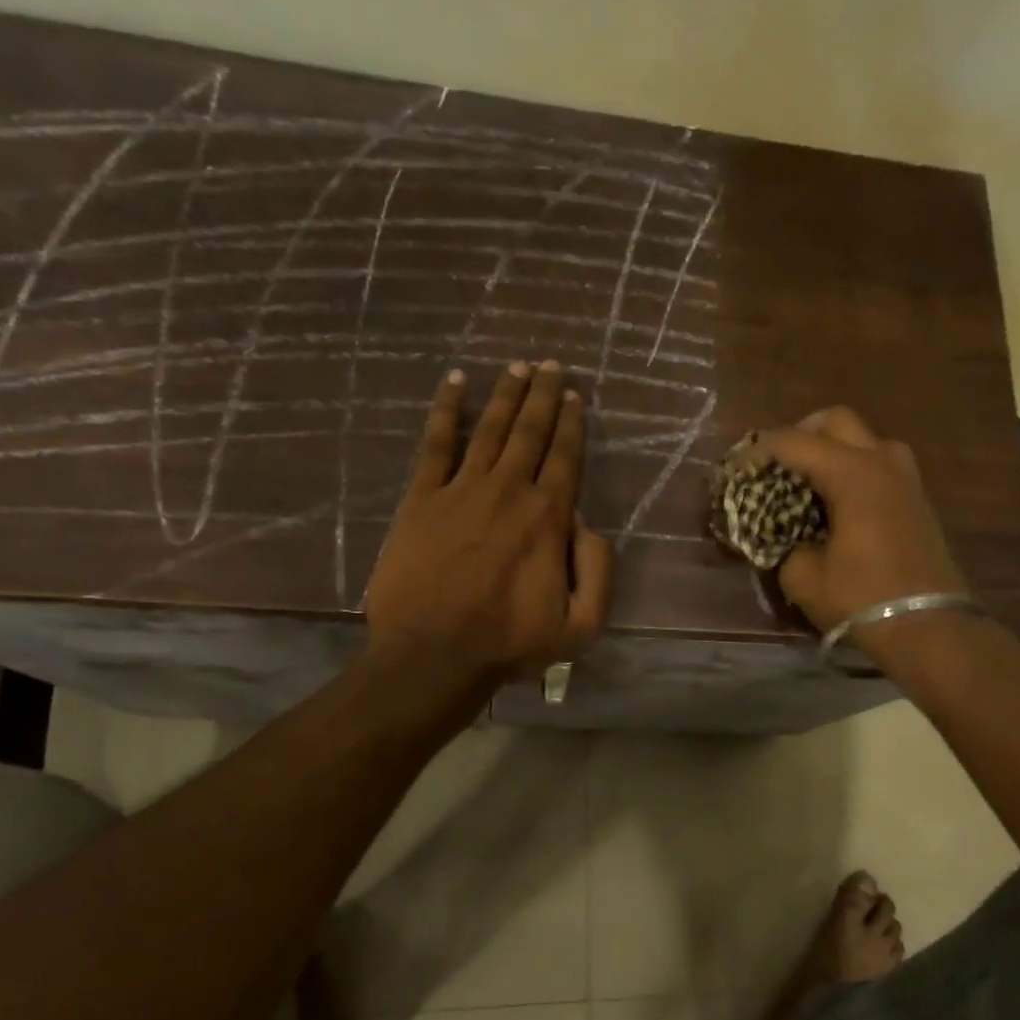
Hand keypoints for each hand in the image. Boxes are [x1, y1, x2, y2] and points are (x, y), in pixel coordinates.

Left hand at [364, 361, 612, 690]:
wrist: (434, 655)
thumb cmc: (509, 644)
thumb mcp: (581, 626)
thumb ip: (598, 570)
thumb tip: (586, 524)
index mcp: (548, 518)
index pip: (565, 457)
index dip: (572, 424)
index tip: (575, 396)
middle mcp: (508, 491)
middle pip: (530, 432)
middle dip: (543, 395)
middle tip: (550, 364)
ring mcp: (462, 490)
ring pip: (490, 429)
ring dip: (506, 394)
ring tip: (517, 366)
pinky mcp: (422, 499)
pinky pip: (436, 443)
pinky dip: (447, 410)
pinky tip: (455, 383)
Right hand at [759, 407, 967, 648]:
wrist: (930, 627)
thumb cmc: (862, 599)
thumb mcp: (804, 578)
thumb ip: (784, 544)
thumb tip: (781, 535)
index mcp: (852, 474)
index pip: (795, 442)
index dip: (759, 449)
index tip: (736, 465)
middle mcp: (882, 462)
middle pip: (836, 420)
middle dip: (801, 433)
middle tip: (776, 463)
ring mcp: (906, 478)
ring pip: (864, 437)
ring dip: (833, 447)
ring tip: (808, 479)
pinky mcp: (917, 498)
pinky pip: (880, 462)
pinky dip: (853, 466)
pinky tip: (836, 499)